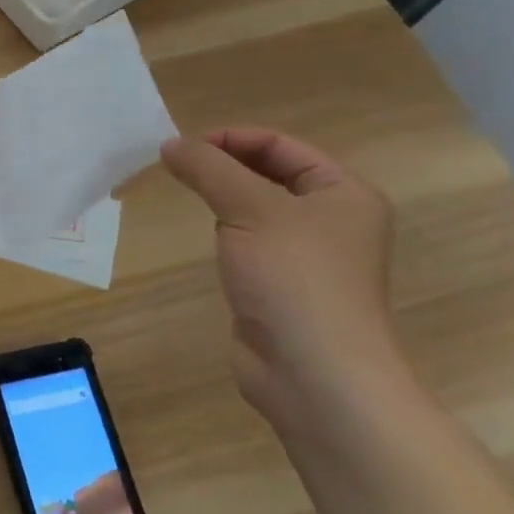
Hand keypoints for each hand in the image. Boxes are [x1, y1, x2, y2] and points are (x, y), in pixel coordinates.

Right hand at [160, 129, 409, 429]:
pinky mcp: (281, 284)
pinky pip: (249, 240)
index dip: (231, 138)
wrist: (315, 374)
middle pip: (269, 172)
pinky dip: (224, 229)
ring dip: (221, 195)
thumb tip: (169, 144)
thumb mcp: (249, 208)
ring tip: (183, 193)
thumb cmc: (295, 278)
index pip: (281, 145)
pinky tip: (204, 235)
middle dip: (222, 164)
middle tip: (175, 167)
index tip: (182, 147)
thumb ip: (208, 169)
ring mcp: (307, 255)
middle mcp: (332, 219)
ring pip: (256, 207)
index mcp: (344, 193)